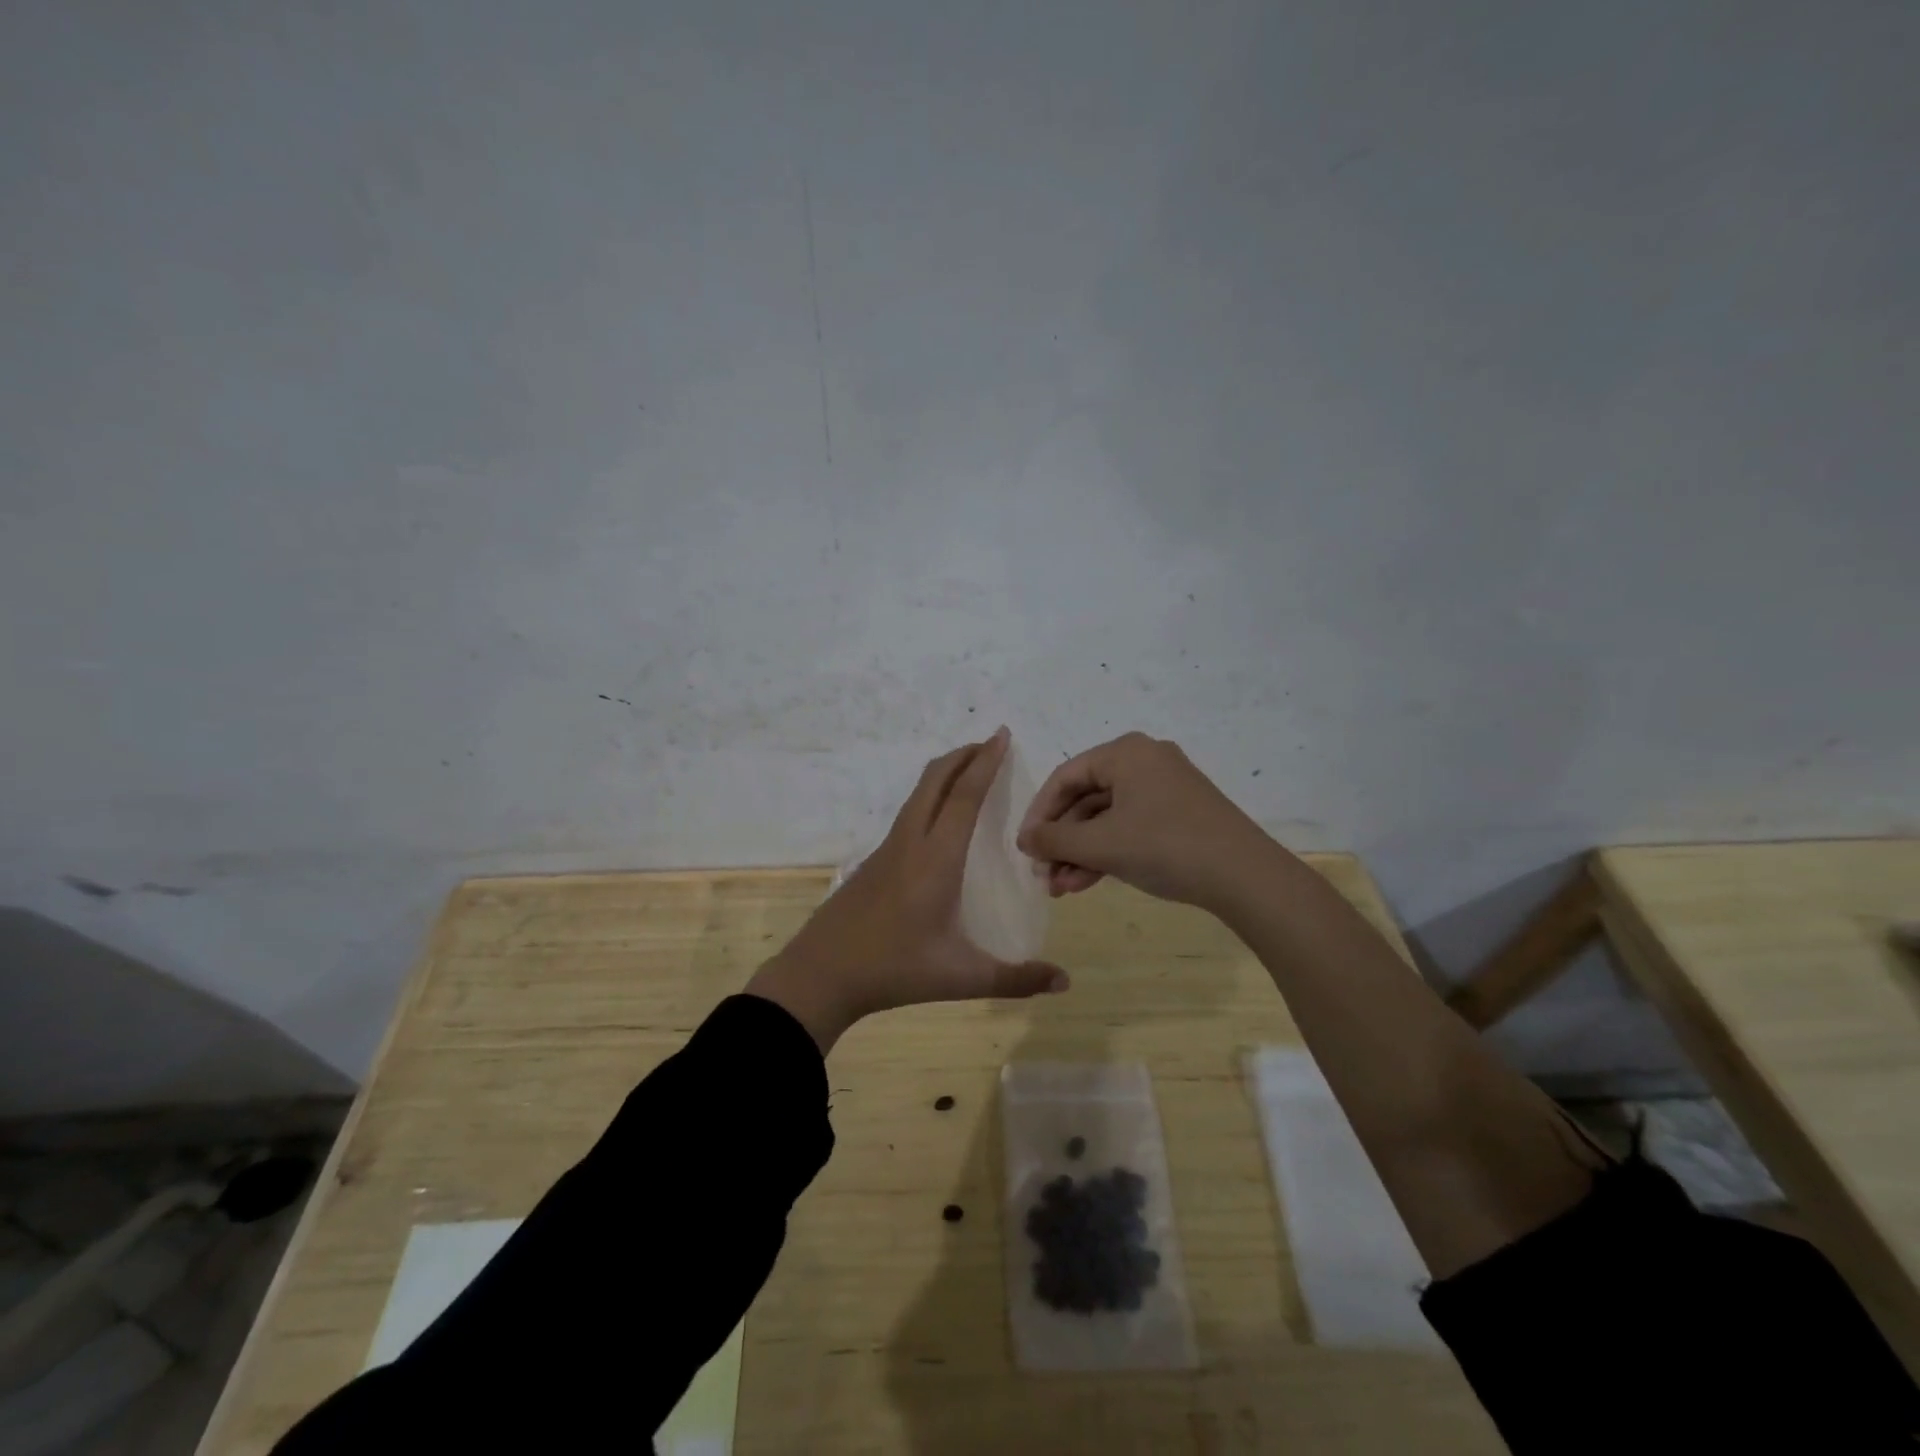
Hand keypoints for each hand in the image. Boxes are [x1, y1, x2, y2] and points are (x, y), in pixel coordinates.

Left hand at [747, 728, 1069, 1051]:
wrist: (821, 974)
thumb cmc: (895, 969)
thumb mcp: (960, 977)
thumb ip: (1014, 979)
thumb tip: (1064, 982)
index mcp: (936, 858)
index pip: (965, 796)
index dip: (985, 762)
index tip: (1001, 734)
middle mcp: (910, 842)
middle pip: (935, 780)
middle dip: (963, 755)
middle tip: (990, 744)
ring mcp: (887, 850)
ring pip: (917, 794)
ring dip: (944, 774)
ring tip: (969, 772)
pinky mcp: (873, 862)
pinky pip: (907, 813)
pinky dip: (929, 797)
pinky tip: (937, 819)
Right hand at [1016, 732, 1275, 911]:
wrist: (1245, 876)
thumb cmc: (1165, 846)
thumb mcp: (1101, 844)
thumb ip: (1055, 840)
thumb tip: (1024, 840)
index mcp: (1125, 752)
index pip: (1065, 777)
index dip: (1039, 814)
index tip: (1024, 849)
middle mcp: (1144, 760)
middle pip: (1085, 798)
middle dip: (1062, 841)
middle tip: (1043, 875)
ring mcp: (1165, 787)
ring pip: (1107, 817)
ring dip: (1081, 852)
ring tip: (1062, 889)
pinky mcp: (1179, 813)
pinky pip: (1130, 826)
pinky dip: (1108, 852)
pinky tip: (1087, 882)